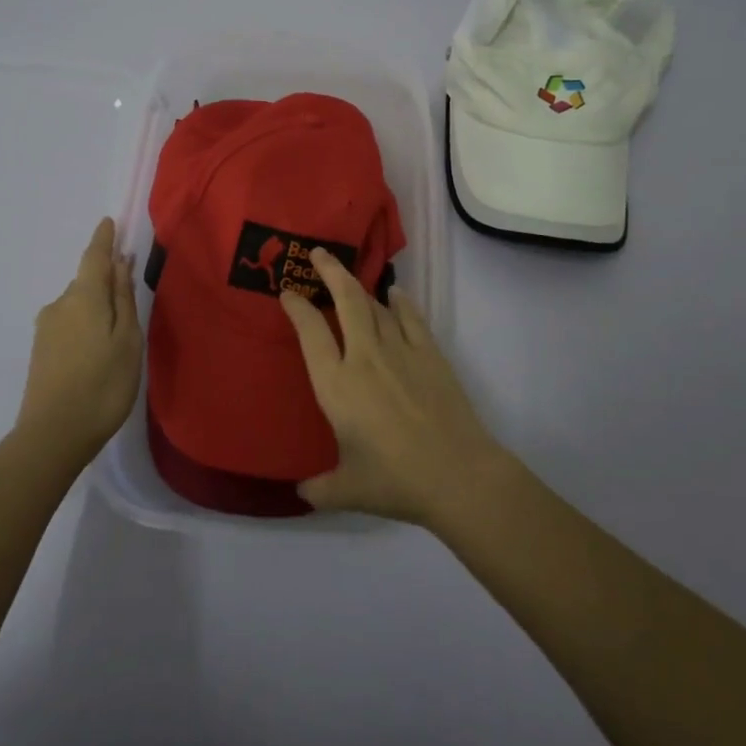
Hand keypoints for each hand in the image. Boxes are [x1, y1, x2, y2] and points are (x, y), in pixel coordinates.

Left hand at [15, 217, 142, 466]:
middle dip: (106, 282)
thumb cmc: (103, 384)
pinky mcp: (40, 350)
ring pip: (78, 305)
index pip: (95, 257)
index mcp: (84, 297)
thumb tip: (120, 262)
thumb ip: (123, 298)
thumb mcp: (127, 340)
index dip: (104, 239)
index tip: (109, 222)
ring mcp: (46, 328)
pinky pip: (69, 324)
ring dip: (96, 309)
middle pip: (87, 283)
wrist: (53, 434)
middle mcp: (60, 304)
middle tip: (129, 297)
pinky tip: (96, 352)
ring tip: (117, 336)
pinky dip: (85, 326)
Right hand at [279, 246, 505, 525]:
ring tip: (348, 276)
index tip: (287, 293)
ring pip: (375, 306)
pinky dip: (400, 302)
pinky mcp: (430, 354)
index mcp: (337, 385)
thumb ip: (318, 488)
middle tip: (318, 253)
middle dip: (329, 271)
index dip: (296, 308)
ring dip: (359, 287)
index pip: (310, 333)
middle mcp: (365, 358)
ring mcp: (400, 351)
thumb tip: (300, 493)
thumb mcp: (346, 490)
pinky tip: (395, 293)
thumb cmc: (395, 481)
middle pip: (345, 300)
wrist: (457, 475)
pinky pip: (411, 318)